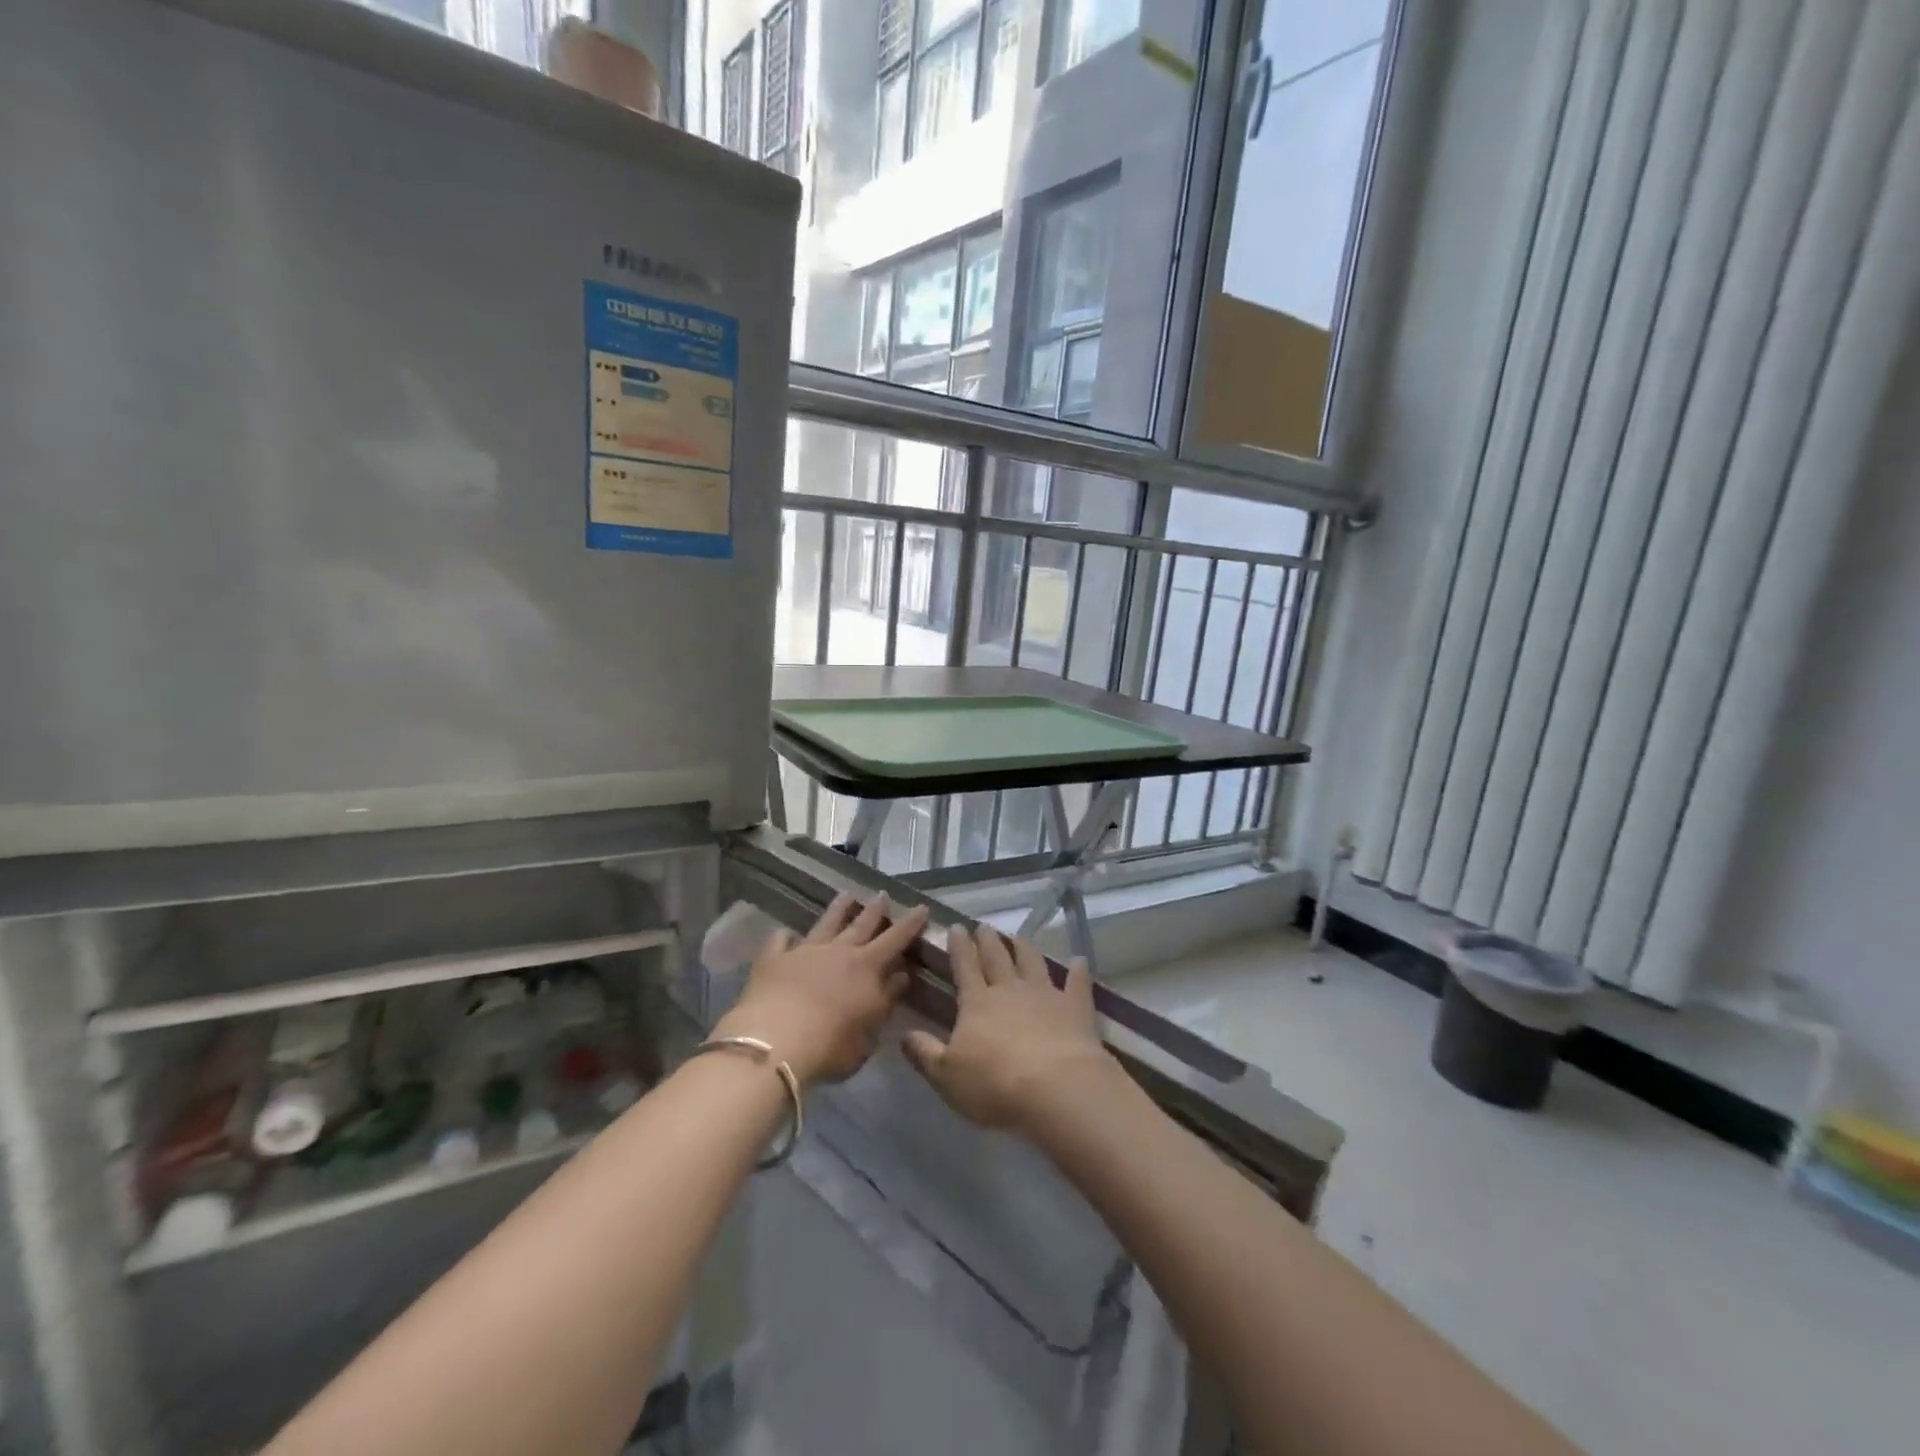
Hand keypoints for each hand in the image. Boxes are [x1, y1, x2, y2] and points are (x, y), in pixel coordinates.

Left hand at [715, 893, 927, 1086]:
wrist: (775, 1040)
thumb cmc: (830, 1046)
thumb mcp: (868, 1033)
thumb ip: (885, 1001)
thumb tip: (900, 977)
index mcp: (866, 968)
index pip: (895, 940)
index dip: (910, 924)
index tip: (921, 907)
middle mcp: (838, 951)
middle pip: (861, 924)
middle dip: (875, 909)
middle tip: (882, 894)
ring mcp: (805, 951)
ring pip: (826, 923)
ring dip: (838, 909)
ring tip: (846, 895)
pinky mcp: (774, 959)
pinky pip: (781, 940)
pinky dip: (786, 936)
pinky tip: (786, 935)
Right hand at [902, 925, 1115, 1131]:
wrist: (1056, 1087)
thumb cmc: (994, 1084)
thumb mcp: (946, 1075)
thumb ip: (925, 1053)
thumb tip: (903, 1033)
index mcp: (977, 1002)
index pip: (965, 966)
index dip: (959, 947)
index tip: (956, 927)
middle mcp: (1009, 989)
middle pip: (997, 958)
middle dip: (988, 941)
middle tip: (984, 926)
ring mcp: (1045, 995)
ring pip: (1032, 962)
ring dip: (1024, 948)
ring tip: (1019, 937)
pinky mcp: (1075, 1008)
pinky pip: (1077, 984)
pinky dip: (1078, 972)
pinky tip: (1079, 962)